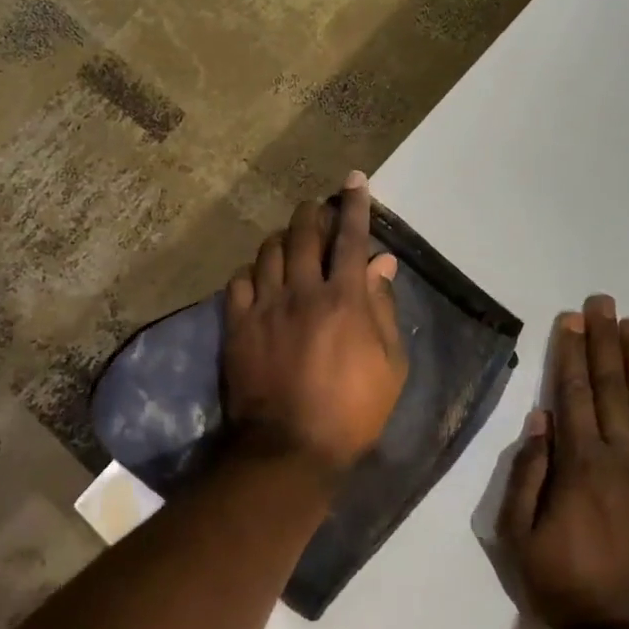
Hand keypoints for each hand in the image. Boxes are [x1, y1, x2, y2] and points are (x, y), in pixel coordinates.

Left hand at [223, 172, 406, 474]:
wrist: (289, 448)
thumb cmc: (352, 412)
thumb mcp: (390, 366)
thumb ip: (384, 309)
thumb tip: (382, 264)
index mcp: (344, 298)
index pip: (351, 239)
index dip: (355, 206)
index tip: (355, 180)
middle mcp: (302, 291)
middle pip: (303, 234)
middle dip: (312, 214)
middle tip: (316, 209)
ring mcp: (265, 306)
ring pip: (268, 252)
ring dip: (282, 239)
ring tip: (289, 242)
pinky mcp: (237, 325)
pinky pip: (239, 282)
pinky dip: (252, 272)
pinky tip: (259, 278)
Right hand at [500, 296, 628, 628]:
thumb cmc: (565, 587)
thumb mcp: (518, 536)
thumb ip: (527, 475)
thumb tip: (540, 420)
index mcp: (579, 463)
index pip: (572, 394)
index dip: (570, 353)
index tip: (571, 319)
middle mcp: (621, 456)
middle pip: (609, 387)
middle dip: (603, 342)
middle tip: (603, 303)